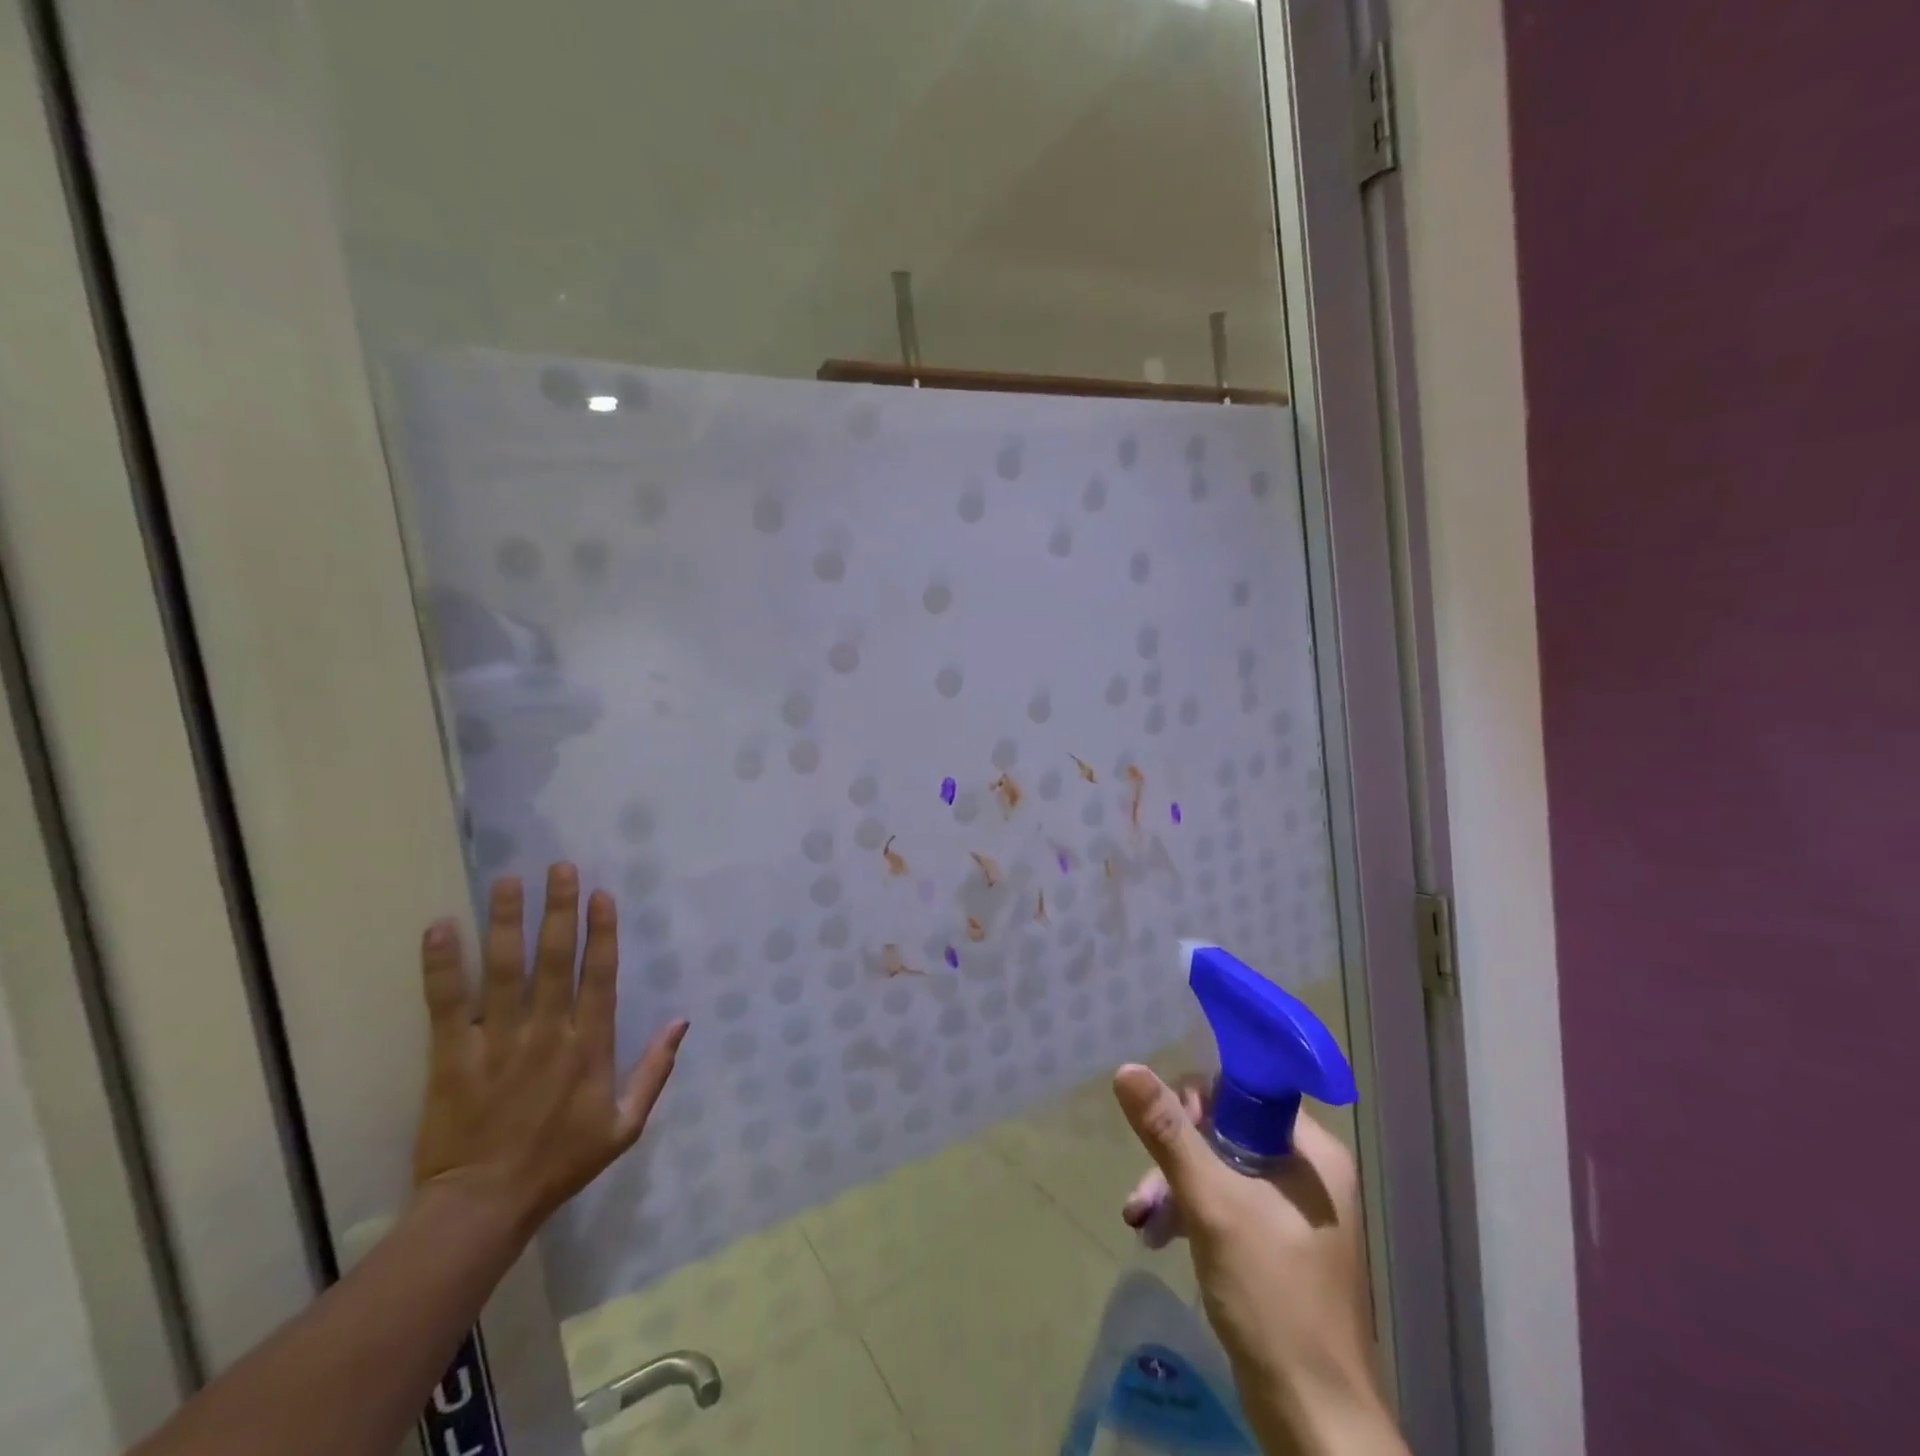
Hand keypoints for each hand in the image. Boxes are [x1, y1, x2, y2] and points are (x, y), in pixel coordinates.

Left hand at [412, 863, 687, 1240]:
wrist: (483, 1209)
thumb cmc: (560, 1164)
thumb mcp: (625, 1126)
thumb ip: (655, 1071)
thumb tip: (682, 1021)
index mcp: (590, 1047)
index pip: (600, 976)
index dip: (602, 932)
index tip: (601, 894)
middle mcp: (548, 1033)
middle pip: (555, 960)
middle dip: (559, 910)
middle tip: (559, 868)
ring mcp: (498, 1043)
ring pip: (505, 971)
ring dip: (508, 923)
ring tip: (508, 881)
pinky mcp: (452, 1058)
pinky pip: (447, 1005)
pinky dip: (442, 966)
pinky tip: (440, 927)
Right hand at [1112, 1066, 1405, 1455]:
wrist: (1315, 1421)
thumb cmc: (1273, 1298)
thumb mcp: (1212, 1205)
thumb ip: (1169, 1133)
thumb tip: (1127, 1068)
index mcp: (1312, 1151)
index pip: (1243, 1091)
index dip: (1196, 1101)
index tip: (1163, 1129)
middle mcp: (1308, 1172)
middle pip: (1224, 1130)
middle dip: (1175, 1156)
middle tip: (1144, 1193)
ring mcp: (1292, 1211)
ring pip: (1219, 1169)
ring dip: (1175, 1188)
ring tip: (1140, 1221)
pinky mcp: (1277, 1245)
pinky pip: (1225, 1204)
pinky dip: (1191, 1213)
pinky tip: (1158, 1236)